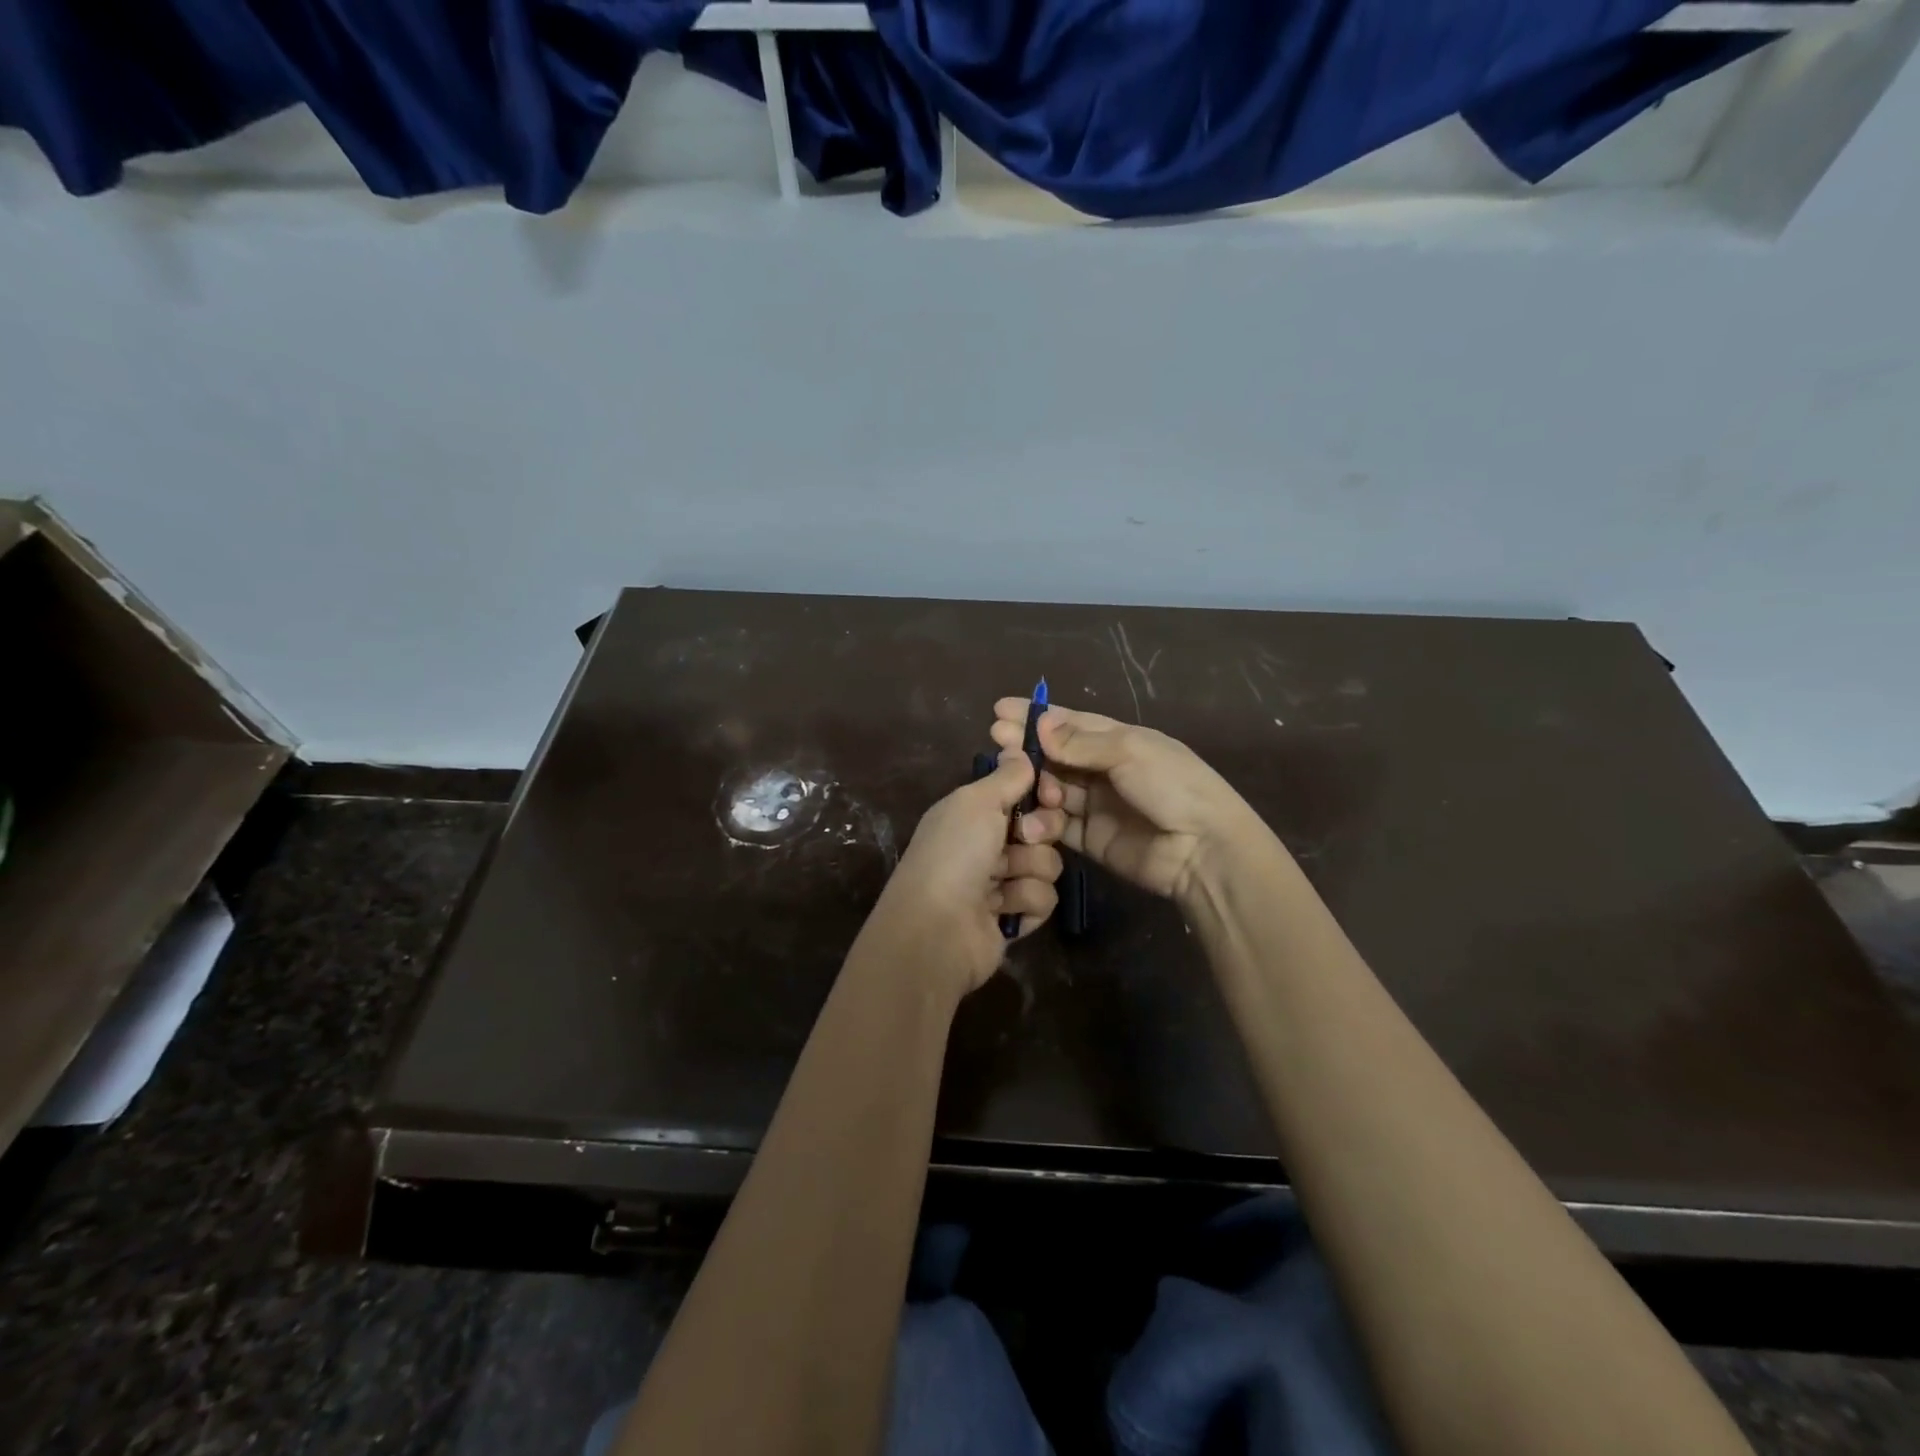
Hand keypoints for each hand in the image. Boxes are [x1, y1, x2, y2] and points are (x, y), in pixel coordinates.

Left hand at [865, 750, 1064, 996]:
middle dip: (1040, 833)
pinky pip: (1044, 899)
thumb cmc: (954, 854)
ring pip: (1048, 864)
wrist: (938, 928)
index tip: (1049, 794)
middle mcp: (987, 845)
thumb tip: (1021, 751)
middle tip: (1023, 839)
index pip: (1022, 794)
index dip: (1041, 793)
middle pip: (1042, 828)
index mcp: (972, 813)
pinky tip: (1004, 910)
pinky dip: (1027, 902)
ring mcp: (1000, 883)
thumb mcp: (976, 802)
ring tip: (1003, 881)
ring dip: (1031, 871)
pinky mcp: (1014, 917)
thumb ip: (1006, 777)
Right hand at [991, 701, 1262, 903]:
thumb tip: (1039, 725)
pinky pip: (1058, 824)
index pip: (1071, 723)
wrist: (1203, 850)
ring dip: (1034, 784)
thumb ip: (1080, 743)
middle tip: (997, 743)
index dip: (1037, 717)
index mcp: (1120, 740)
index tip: (999, 711)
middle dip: (1027, 749)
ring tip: (1017, 783)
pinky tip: (1031, 817)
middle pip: (1057, 755)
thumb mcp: (1129, 752)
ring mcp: (1097, 805)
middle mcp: (1105, 770)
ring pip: (1053, 789)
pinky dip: (1043, 820)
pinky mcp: (1090, 839)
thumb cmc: (1172, 787)